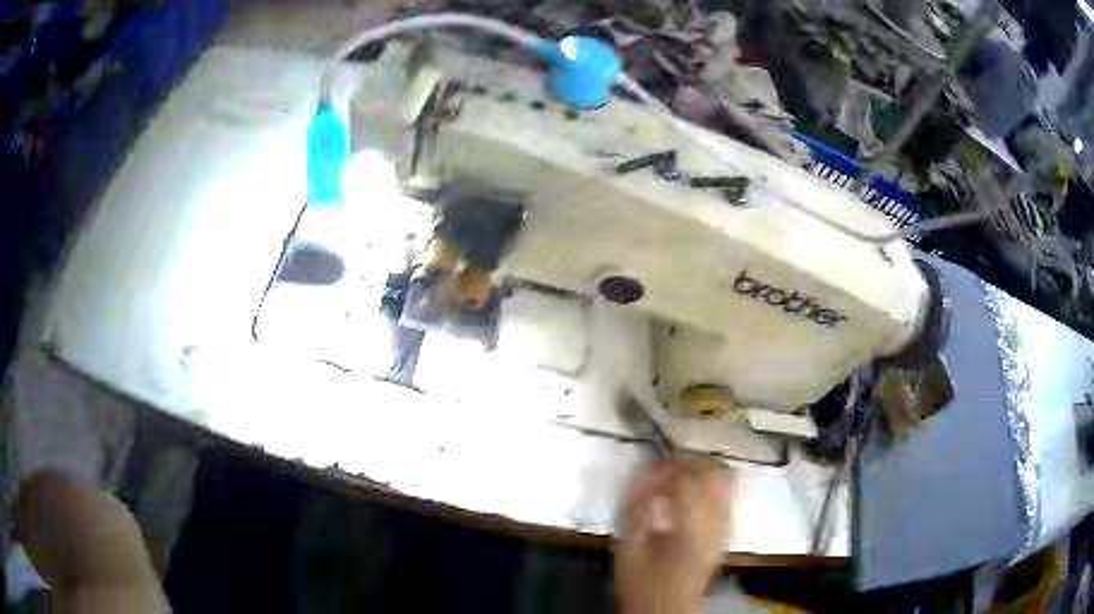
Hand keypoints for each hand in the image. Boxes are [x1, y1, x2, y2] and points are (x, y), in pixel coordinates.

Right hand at [614, 457, 731, 613]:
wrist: (669, 607)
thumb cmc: (645, 584)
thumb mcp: (629, 547)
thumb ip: (635, 508)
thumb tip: (641, 478)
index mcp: (691, 528)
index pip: (686, 479)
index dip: (665, 467)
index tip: (648, 469)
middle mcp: (717, 523)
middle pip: (715, 472)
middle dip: (689, 462)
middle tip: (665, 466)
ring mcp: (726, 527)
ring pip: (725, 479)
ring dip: (701, 470)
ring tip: (677, 476)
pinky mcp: (726, 531)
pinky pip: (725, 495)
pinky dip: (708, 485)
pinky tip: (688, 494)